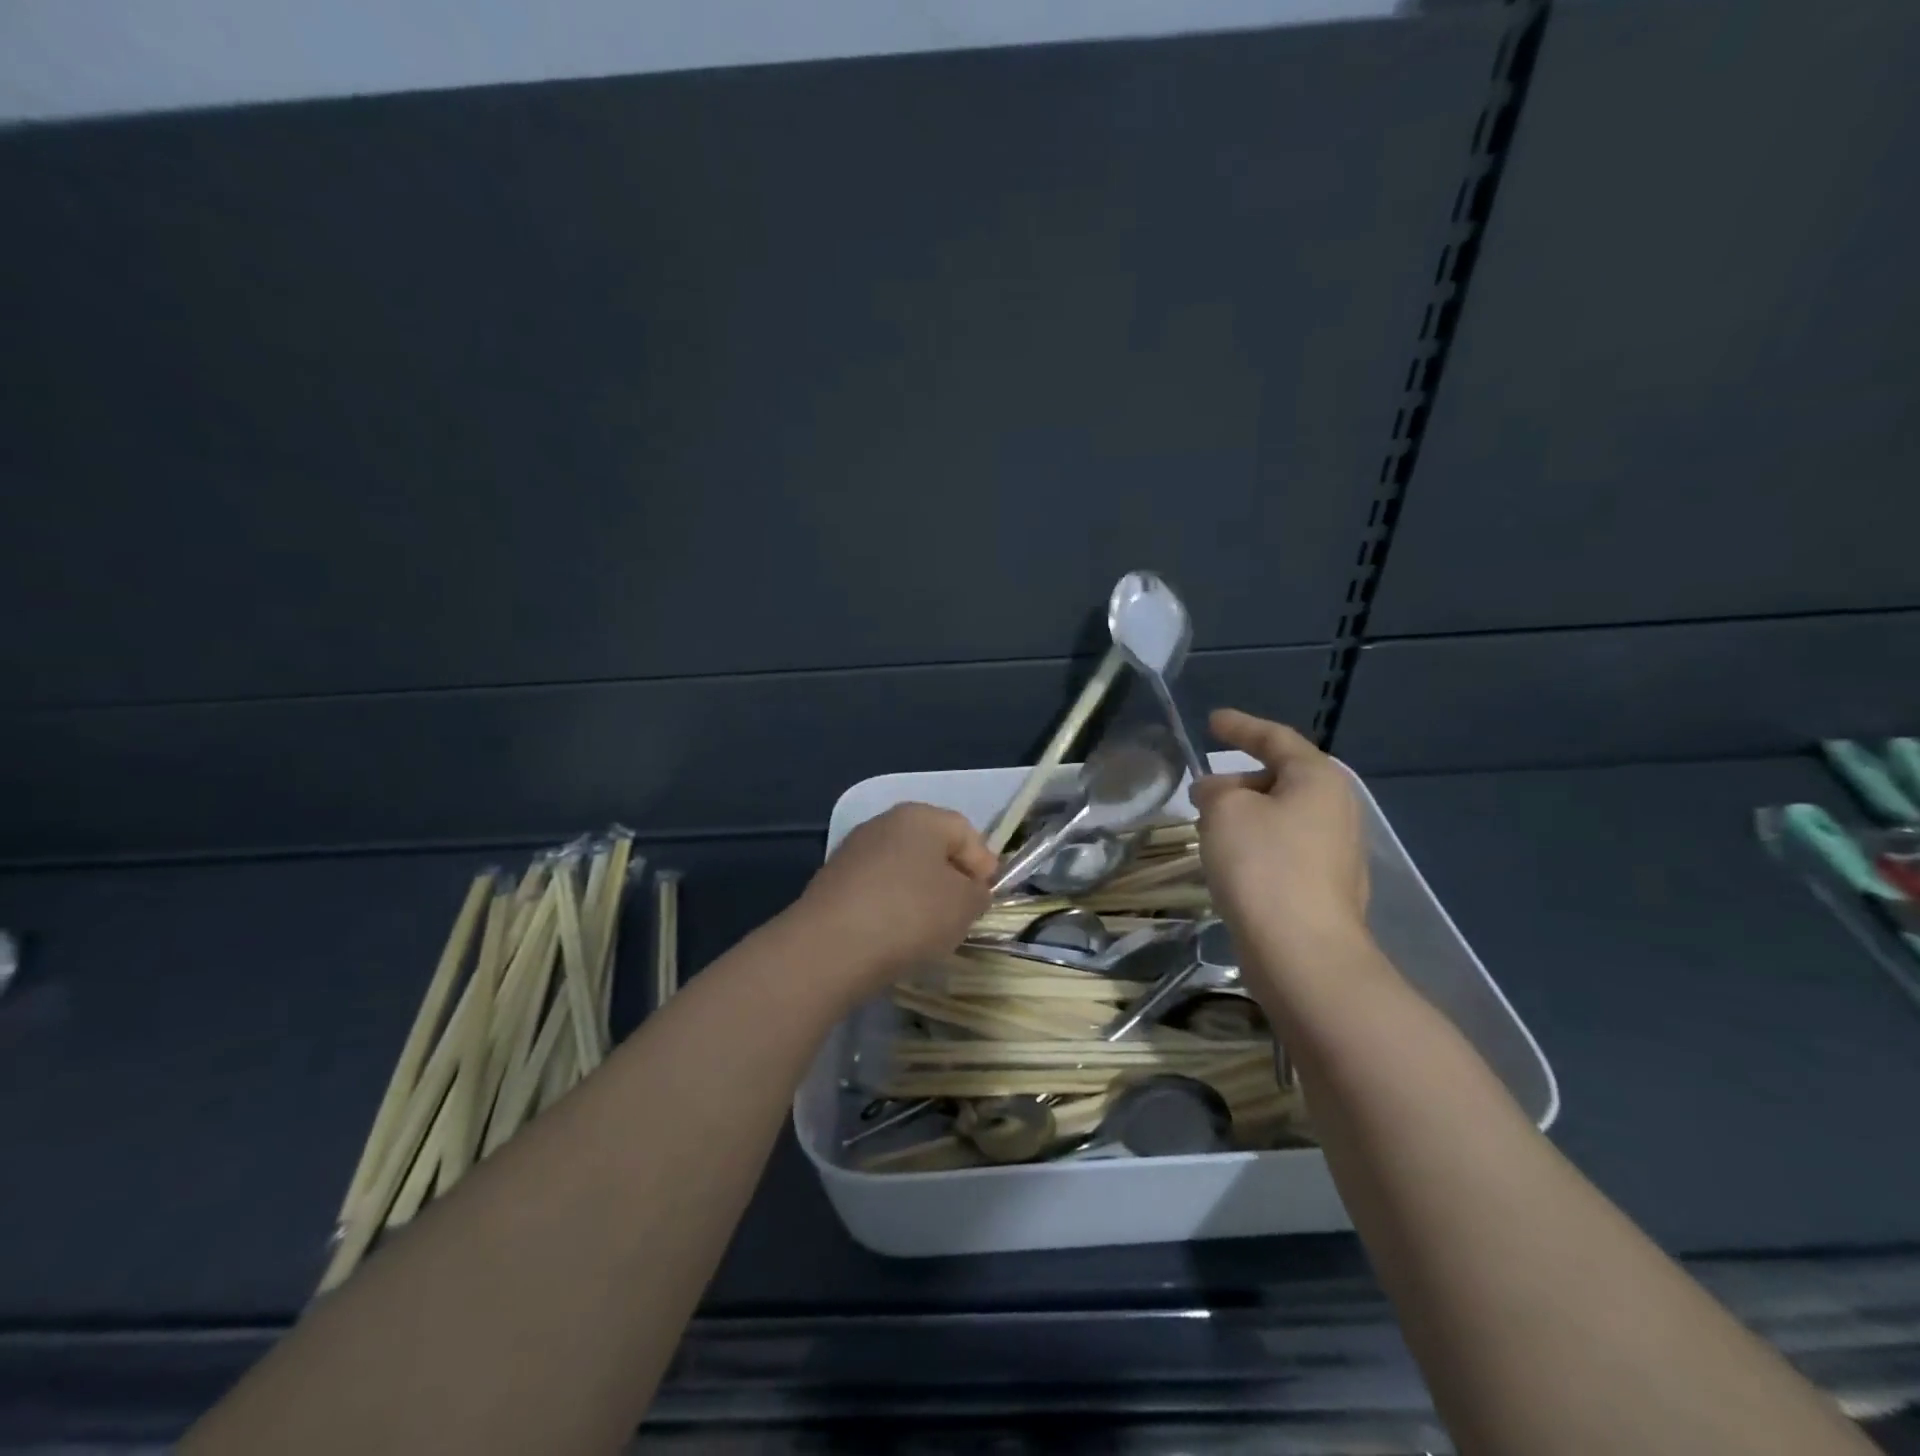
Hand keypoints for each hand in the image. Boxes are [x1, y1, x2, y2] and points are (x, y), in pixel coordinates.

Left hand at [791, 803, 995, 994]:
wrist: (830, 947)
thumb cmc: (910, 914)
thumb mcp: (965, 905)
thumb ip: (978, 893)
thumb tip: (969, 891)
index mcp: (920, 816)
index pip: (964, 831)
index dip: (983, 863)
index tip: (987, 897)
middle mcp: (883, 823)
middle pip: (930, 847)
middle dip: (951, 877)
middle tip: (962, 912)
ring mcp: (853, 852)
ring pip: (902, 869)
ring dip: (920, 894)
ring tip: (929, 930)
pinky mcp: (832, 882)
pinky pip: (876, 890)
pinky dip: (891, 907)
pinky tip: (894, 936)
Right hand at [1192, 709, 1369, 963]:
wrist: (1302, 952)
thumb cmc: (1263, 865)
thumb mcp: (1224, 810)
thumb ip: (1215, 789)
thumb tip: (1216, 793)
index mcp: (1318, 779)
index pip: (1275, 738)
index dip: (1240, 726)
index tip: (1212, 721)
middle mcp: (1336, 809)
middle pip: (1281, 778)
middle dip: (1238, 780)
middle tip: (1200, 790)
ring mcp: (1336, 851)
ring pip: (1281, 816)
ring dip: (1244, 815)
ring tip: (1207, 826)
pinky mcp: (1325, 887)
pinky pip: (1284, 849)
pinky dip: (1255, 844)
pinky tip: (1230, 862)